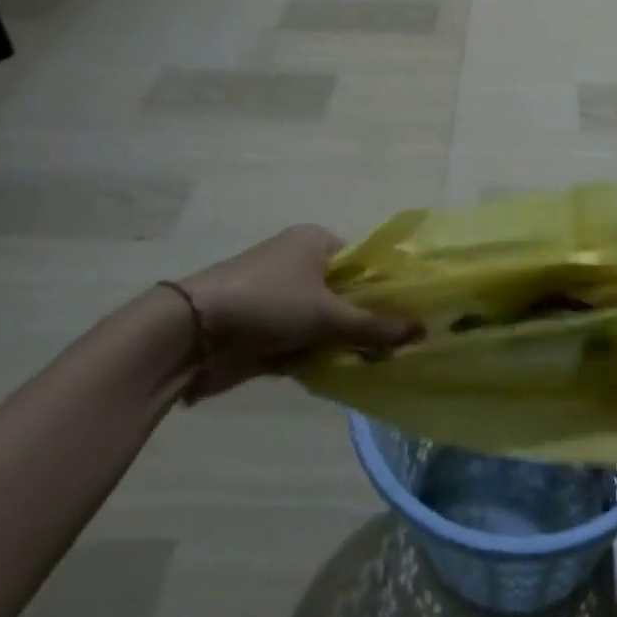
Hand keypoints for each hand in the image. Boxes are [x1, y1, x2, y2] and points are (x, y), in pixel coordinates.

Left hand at [176, 225, 421, 397]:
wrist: (192, 334)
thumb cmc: (268, 303)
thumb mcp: (328, 314)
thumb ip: (374, 326)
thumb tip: (423, 331)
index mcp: (316, 241)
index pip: (364, 261)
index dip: (386, 287)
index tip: (410, 315)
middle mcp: (300, 263)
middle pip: (346, 294)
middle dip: (365, 321)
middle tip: (397, 346)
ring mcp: (281, 298)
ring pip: (325, 323)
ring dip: (341, 344)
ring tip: (375, 365)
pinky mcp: (265, 330)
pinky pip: (303, 343)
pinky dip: (316, 358)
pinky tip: (341, 374)